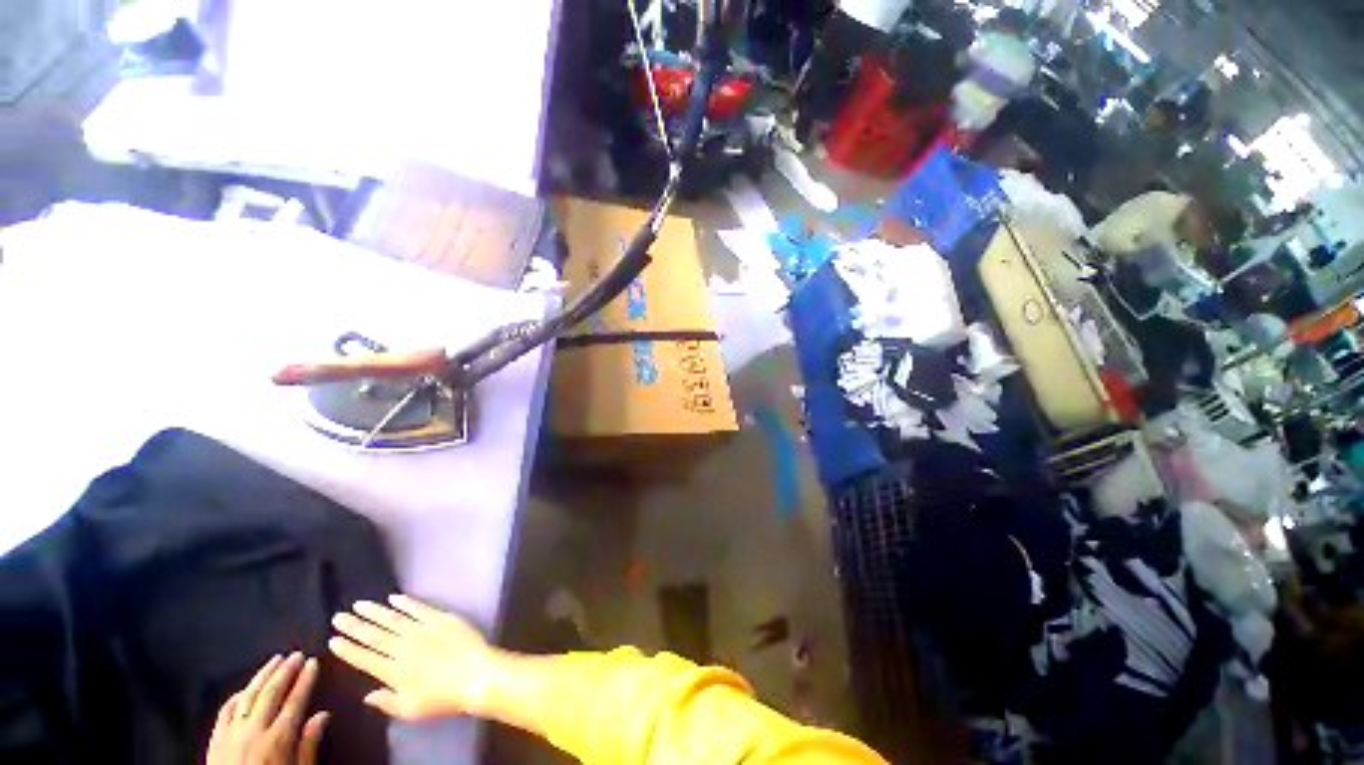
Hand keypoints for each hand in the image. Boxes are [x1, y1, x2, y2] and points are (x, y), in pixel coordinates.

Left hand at [208, 653, 328, 764]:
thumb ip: (309, 746)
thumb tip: (323, 716)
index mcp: (278, 740)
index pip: (295, 701)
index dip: (305, 680)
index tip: (313, 662)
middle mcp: (254, 731)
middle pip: (271, 694)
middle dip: (285, 671)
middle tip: (296, 654)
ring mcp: (231, 734)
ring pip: (248, 696)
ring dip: (263, 675)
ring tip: (275, 660)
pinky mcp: (215, 739)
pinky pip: (225, 711)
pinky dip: (237, 696)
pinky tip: (245, 688)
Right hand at [329, 595, 496, 720]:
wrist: (476, 676)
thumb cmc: (443, 698)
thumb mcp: (410, 710)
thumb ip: (386, 702)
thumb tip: (367, 695)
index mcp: (394, 671)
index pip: (364, 658)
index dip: (348, 650)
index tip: (333, 640)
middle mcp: (404, 648)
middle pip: (374, 635)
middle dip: (354, 626)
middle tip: (337, 617)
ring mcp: (423, 630)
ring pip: (393, 618)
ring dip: (375, 611)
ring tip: (359, 605)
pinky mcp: (441, 619)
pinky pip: (419, 608)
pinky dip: (406, 602)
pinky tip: (394, 598)